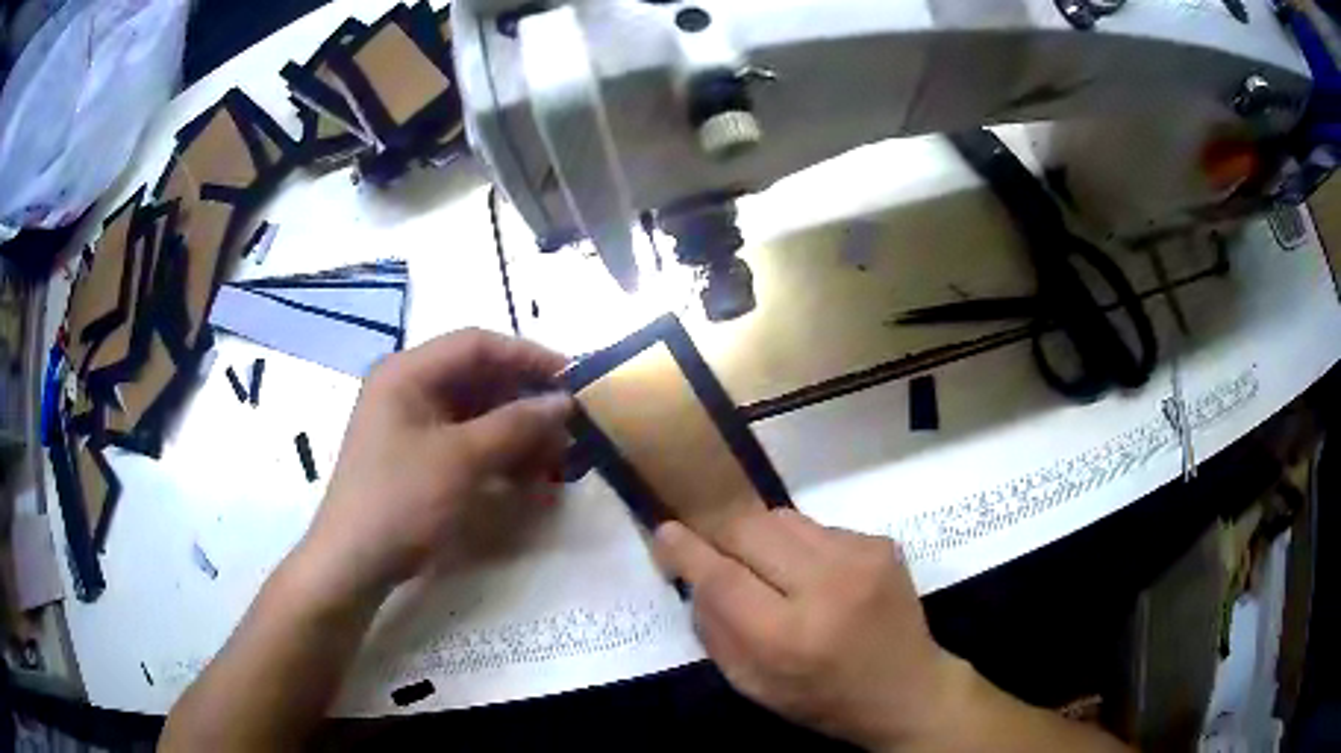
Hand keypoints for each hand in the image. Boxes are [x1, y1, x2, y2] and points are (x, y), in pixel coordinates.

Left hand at [300, 329, 571, 600]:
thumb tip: (563, 403)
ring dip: (518, 433)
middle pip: (478, 380)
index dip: (527, 357)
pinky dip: (499, 456)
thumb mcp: (461, 460)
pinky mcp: (420, 458)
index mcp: (407, 372)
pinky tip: (530, 480)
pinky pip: (467, 444)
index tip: (573, 379)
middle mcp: (409, 389)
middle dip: (526, 403)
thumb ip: (515, 425)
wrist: (355, 562)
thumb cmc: (401, 500)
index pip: (476, 345)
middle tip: (569, 428)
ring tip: (557, 460)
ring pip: (477, 415)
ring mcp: (413, 426)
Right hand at [654, 509, 961, 750]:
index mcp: (788, 637)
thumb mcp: (753, 685)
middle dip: (721, 535)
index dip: (687, 550)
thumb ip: (716, 629)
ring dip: (761, 537)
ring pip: (782, 519)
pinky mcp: (880, 543)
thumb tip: (694, 573)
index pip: (722, 577)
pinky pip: (817, 527)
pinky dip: (800, 545)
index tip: (664, 531)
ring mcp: (861, 557)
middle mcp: (827, 586)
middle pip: (750, 530)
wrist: (906, 689)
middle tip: (713, 549)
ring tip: (768, 568)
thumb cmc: (822, 699)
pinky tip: (812, 574)